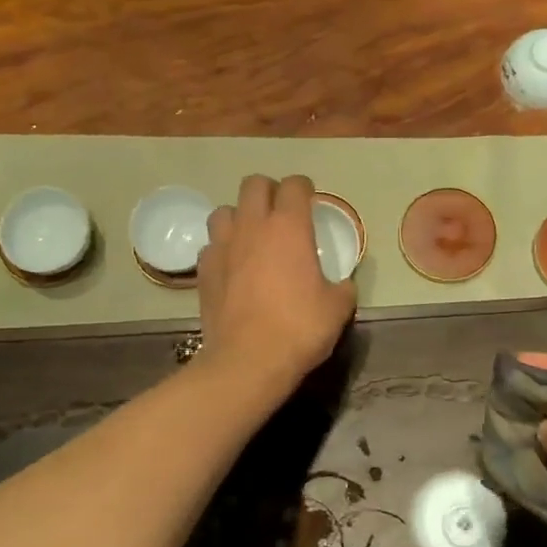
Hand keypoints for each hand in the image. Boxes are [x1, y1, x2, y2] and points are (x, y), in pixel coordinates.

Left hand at [198, 174, 356, 394]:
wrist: (248, 361)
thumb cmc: (299, 329)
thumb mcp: (337, 309)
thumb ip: (343, 287)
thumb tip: (343, 285)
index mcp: (289, 227)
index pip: (294, 185)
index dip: (304, 188)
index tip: (310, 200)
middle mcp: (252, 226)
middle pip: (254, 185)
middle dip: (269, 191)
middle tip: (281, 213)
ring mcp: (222, 246)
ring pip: (225, 211)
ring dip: (240, 217)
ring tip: (252, 237)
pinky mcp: (203, 270)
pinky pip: (211, 245)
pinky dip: (223, 249)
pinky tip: (232, 266)